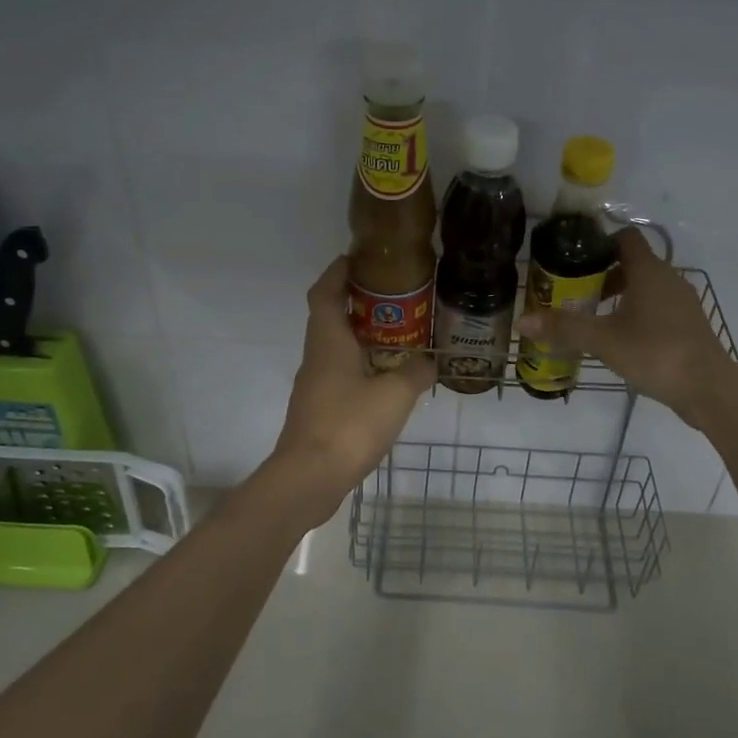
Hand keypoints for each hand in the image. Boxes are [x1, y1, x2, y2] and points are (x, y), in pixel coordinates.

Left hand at [267, 256, 436, 519]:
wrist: (309, 478)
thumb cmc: (349, 425)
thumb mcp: (395, 395)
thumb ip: (415, 373)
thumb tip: (428, 363)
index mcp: (328, 341)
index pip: (325, 292)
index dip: (338, 272)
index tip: (357, 259)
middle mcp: (316, 357)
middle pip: (330, 317)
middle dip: (356, 303)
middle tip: (393, 297)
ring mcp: (314, 386)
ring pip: (335, 348)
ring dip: (359, 337)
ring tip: (397, 336)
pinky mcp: (318, 410)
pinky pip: (339, 375)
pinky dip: (360, 367)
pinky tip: (385, 380)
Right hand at [515, 228, 737, 428]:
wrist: (708, 388)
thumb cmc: (655, 352)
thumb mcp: (603, 340)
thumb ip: (564, 328)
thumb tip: (522, 321)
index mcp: (649, 271)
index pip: (625, 238)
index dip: (600, 243)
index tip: (575, 260)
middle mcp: (669, 279)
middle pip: (633, 264)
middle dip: (603, 275)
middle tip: (575, 293)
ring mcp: (682, 303)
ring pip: (646, 288)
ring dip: (620, 296)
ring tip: (594, 318)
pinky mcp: (688, 325)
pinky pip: (657, 308)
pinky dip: (637, 314)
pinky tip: (621, 339)